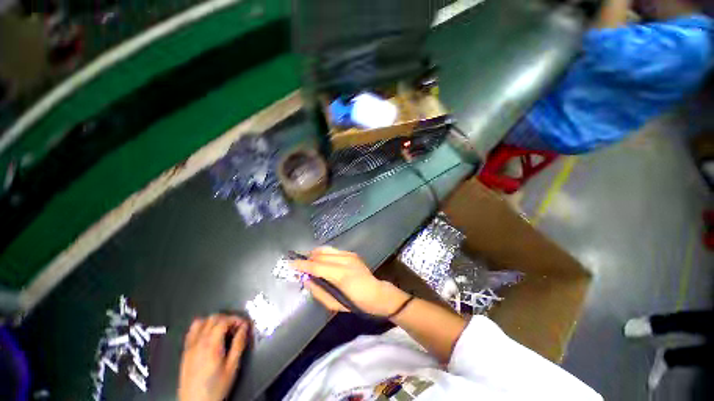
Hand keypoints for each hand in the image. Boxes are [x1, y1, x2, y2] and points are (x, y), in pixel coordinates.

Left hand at [178, 315, 248, 400]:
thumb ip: (239, 344)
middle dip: (227, 318)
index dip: (237, 319)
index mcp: (211, 344)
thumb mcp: (232, 367)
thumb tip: (245, 327)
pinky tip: (209, 335)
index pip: (224, 320)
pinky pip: (191, 331)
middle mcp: (198, 341)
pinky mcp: (185, 351)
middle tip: (236, 328)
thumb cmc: (216, 386)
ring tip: (223, 330)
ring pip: (201, 321)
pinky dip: (202, 327)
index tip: (245, 325)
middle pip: (213, 318)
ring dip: (214, 321)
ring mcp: (190, 346)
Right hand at [291, 247, 408, 316]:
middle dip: (308, 257)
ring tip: (308, 260)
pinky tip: (322, 259)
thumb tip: (306, 280)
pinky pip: (334, 250)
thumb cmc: (356, 303)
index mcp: (341, 275)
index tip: (291, 264)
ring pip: (327, 249)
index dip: (303, 264)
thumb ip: (318, 291)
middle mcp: (345, 261)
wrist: (377, 293)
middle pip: (321, 255)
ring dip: (315, 253)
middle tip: (299, 263)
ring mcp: (350, 255)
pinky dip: (325, 253)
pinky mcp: (352, 253)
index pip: (317, 266)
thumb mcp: (334, 304)